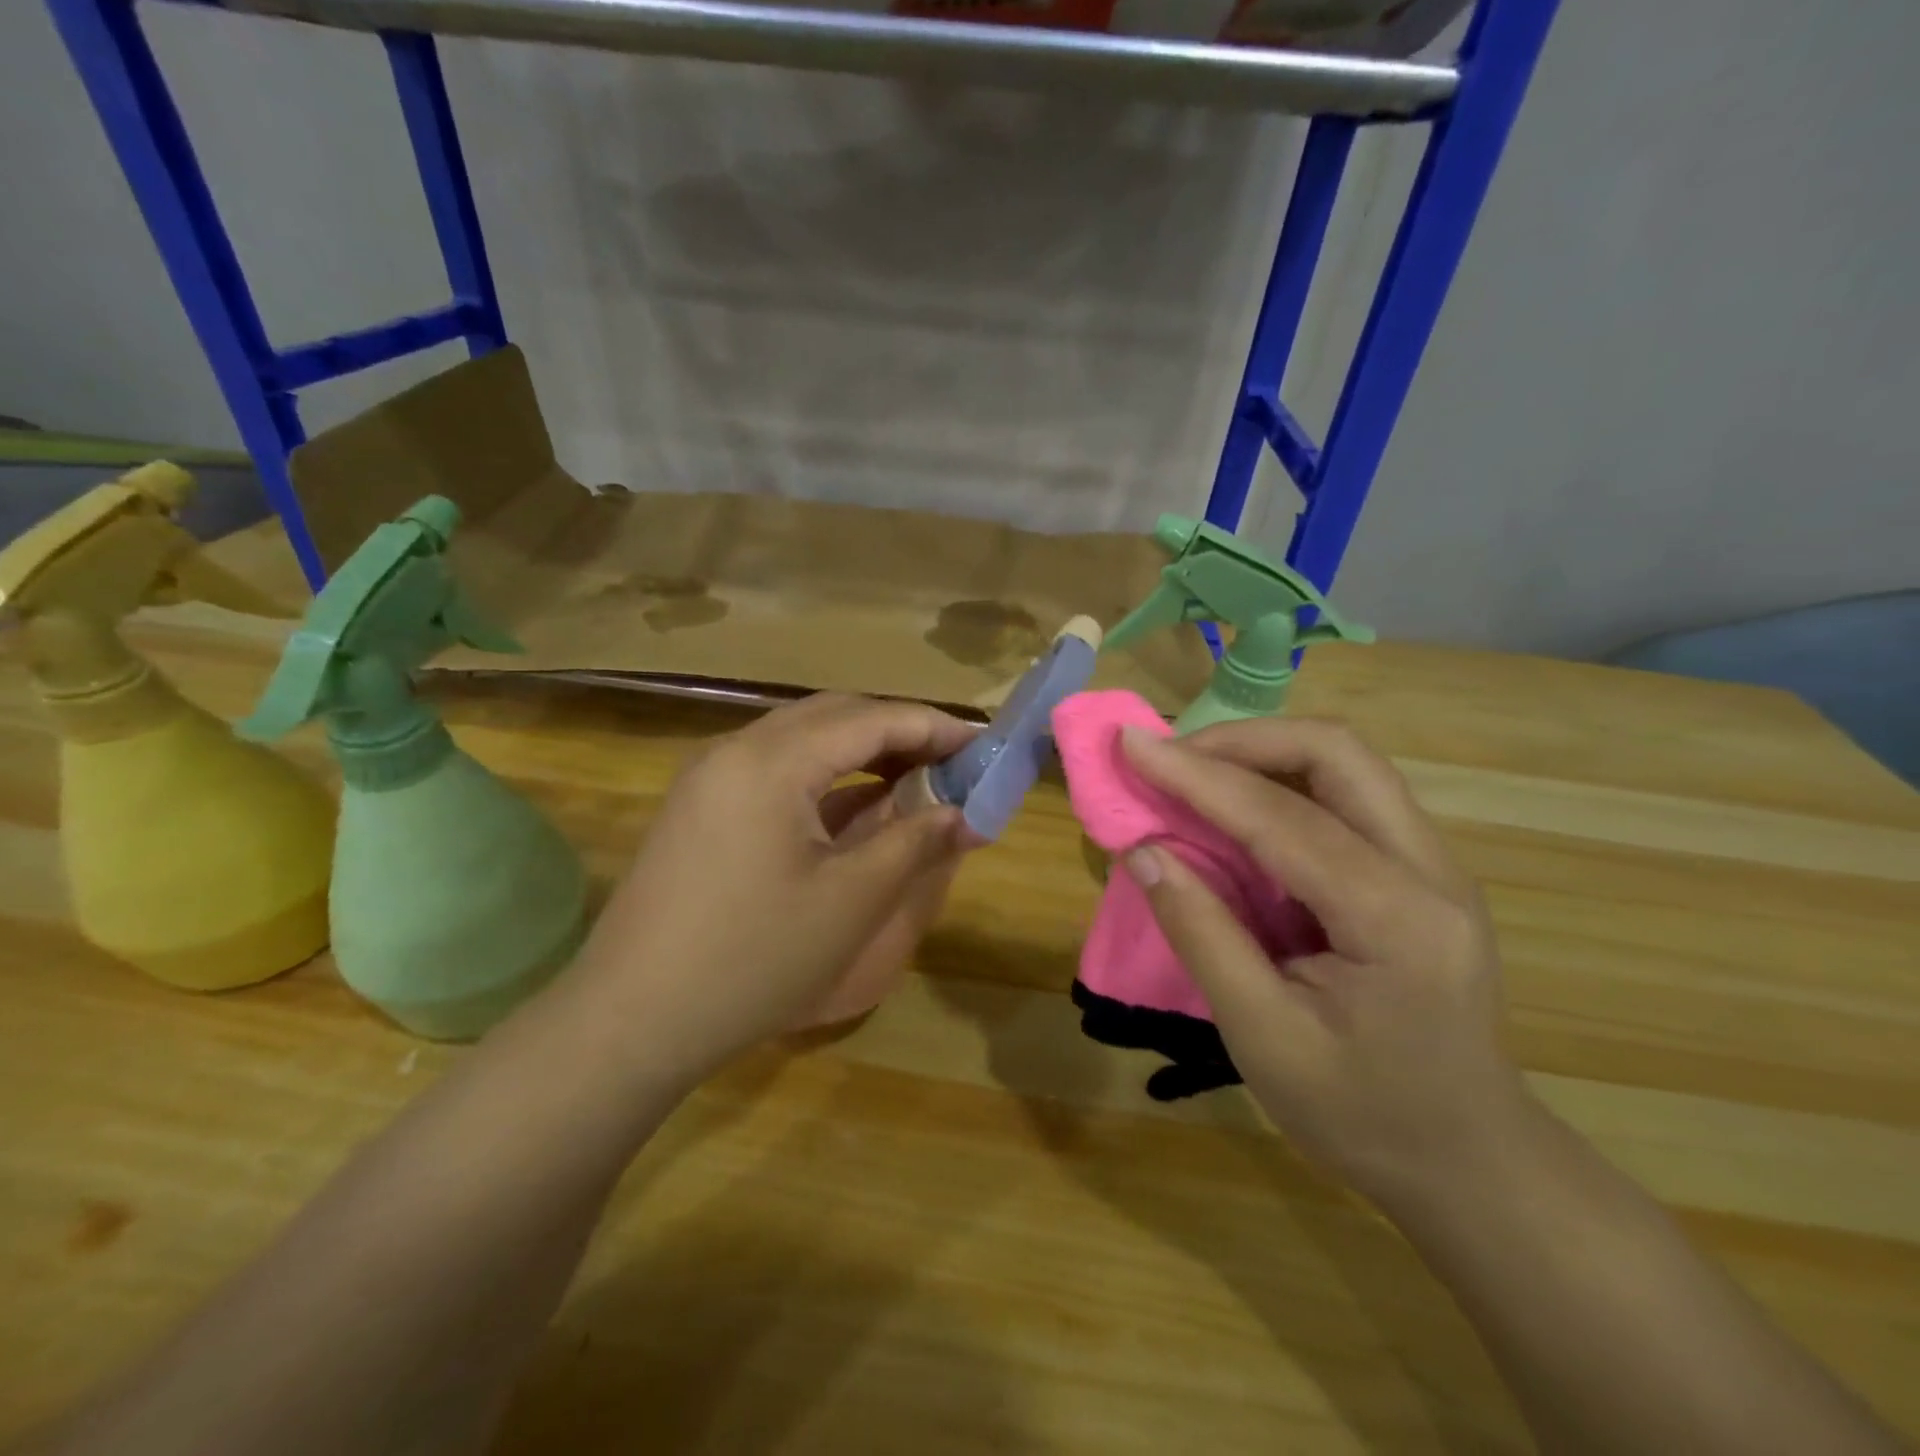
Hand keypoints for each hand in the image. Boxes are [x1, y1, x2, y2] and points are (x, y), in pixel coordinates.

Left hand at [566, 694, 975, 1087]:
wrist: (631, 1019)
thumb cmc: (753, 959)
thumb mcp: (852, 900)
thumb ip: (915, 842)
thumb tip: (965, 813)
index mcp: (772, 761)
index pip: (871, 719)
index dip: (934, 727)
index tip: (982, 745)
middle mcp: (735, 749)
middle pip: (834, 716)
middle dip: (898, 731)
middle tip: (951, 762)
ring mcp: (709, 776)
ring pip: (802, 739)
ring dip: (860, 751)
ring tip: (912, 779)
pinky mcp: (698, 805)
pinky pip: (775, 768)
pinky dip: (824, 776)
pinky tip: (852, 805)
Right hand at [1117, 718, 1530, 1206]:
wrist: (1468, 1161)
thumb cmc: (1362, 1115)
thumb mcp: (1264, 1038)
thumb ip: (1202, 935)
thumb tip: (1141, 851)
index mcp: (1398, 920)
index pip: (1284, 817)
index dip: (1198, 775)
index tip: (1132, 744)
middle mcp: (1431, 870)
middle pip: (1337, 753)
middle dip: (1241, 741)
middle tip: (1169, 758)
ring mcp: (1434, 864)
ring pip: (1345, 764)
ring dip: (1262, 753)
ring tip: (1192, 775)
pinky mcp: (1419, 870)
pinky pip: (1345, 795)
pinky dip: (1281, 782)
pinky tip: (1237, 810)